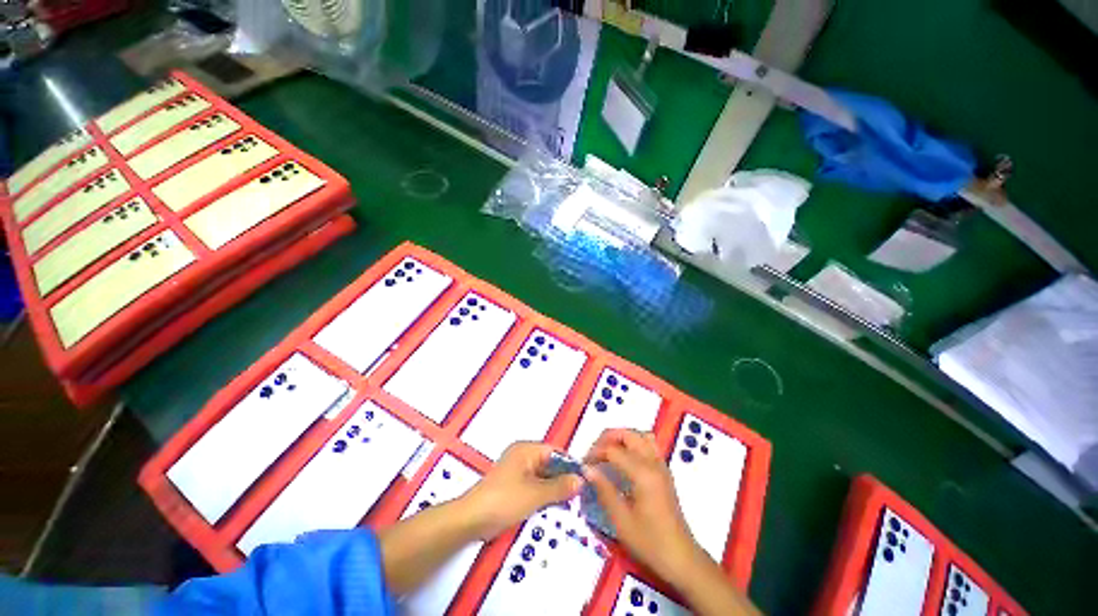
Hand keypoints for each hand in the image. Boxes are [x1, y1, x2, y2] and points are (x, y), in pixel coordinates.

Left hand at [459, 442, 582, 540]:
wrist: (471, 520)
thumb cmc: (504, 500)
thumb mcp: (535, 494)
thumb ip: (560, 487)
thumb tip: (581, 480)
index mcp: (526, 450)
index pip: (555, 452)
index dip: (570, 465)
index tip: (586, 479)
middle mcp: (522, 456)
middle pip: (549, 463)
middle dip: (564, 477)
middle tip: (581, 493)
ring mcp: (517, 471)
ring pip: (543, 475)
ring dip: (555, 487)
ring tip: (572, 501)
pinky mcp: (513, 485)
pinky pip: (535, 485)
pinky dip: (545, 493)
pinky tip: (555, 505)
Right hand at [583, 429, 706, 586]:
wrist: (680, 557)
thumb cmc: (649, 542)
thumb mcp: (621, 520)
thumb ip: (604, 489)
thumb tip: (587, 469)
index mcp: (642, 473)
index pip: (613, 450)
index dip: (595, 453)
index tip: (583, 464)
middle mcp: (653, 463)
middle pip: (628, 434)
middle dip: (607, 438)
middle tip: (594, 453)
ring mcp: (661, 465)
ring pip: (639, 435)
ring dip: (621, 437)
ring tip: (607, 451)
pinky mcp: (664, 471)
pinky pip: (648, 444)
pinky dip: (633, 443)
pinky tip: (624, 459)